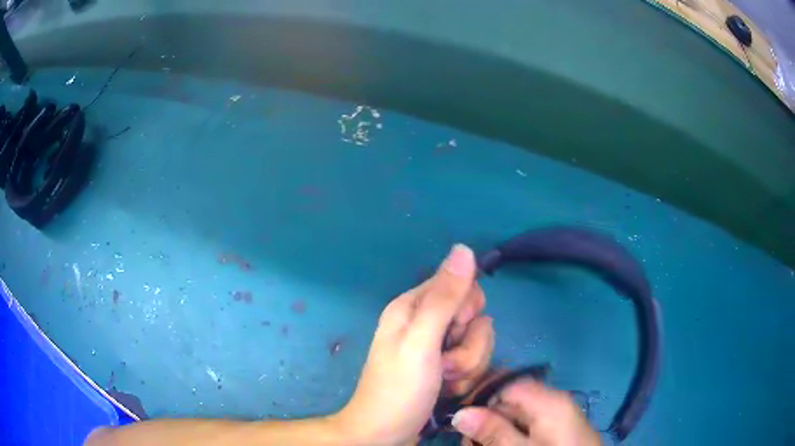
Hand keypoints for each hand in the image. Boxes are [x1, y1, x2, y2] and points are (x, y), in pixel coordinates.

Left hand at [334, 245, 493, 445]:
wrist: (385, 434)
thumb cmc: (398, 389)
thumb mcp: (420, 342)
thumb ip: (444, 297)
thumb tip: (463, 249)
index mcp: (414, 306)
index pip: (463, 287)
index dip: (466, 311)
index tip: (453, 332)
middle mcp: (426, 322)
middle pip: (475, 317)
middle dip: (468, 346)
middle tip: (443, 363)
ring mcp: (437, 348)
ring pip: (478, 343)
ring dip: (467, 367)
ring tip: (443, 382)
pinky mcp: (445, 368)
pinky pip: (473, 364)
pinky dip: (464, 380)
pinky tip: (446, 391)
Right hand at [452, 379, 601, 445]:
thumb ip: (493, 431)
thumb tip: (460, 413)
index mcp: (548, 400)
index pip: (506, 382)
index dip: (479, 395)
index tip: (457, 414)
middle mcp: (552, 401)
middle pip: (509, 399)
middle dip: (484, 418)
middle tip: (468, 441)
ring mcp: (556, 415)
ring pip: (515, 414)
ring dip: (494, 429)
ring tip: (479, 445)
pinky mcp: (556, 428)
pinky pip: (526, 424)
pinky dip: (509, 434)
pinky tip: (499, 445)